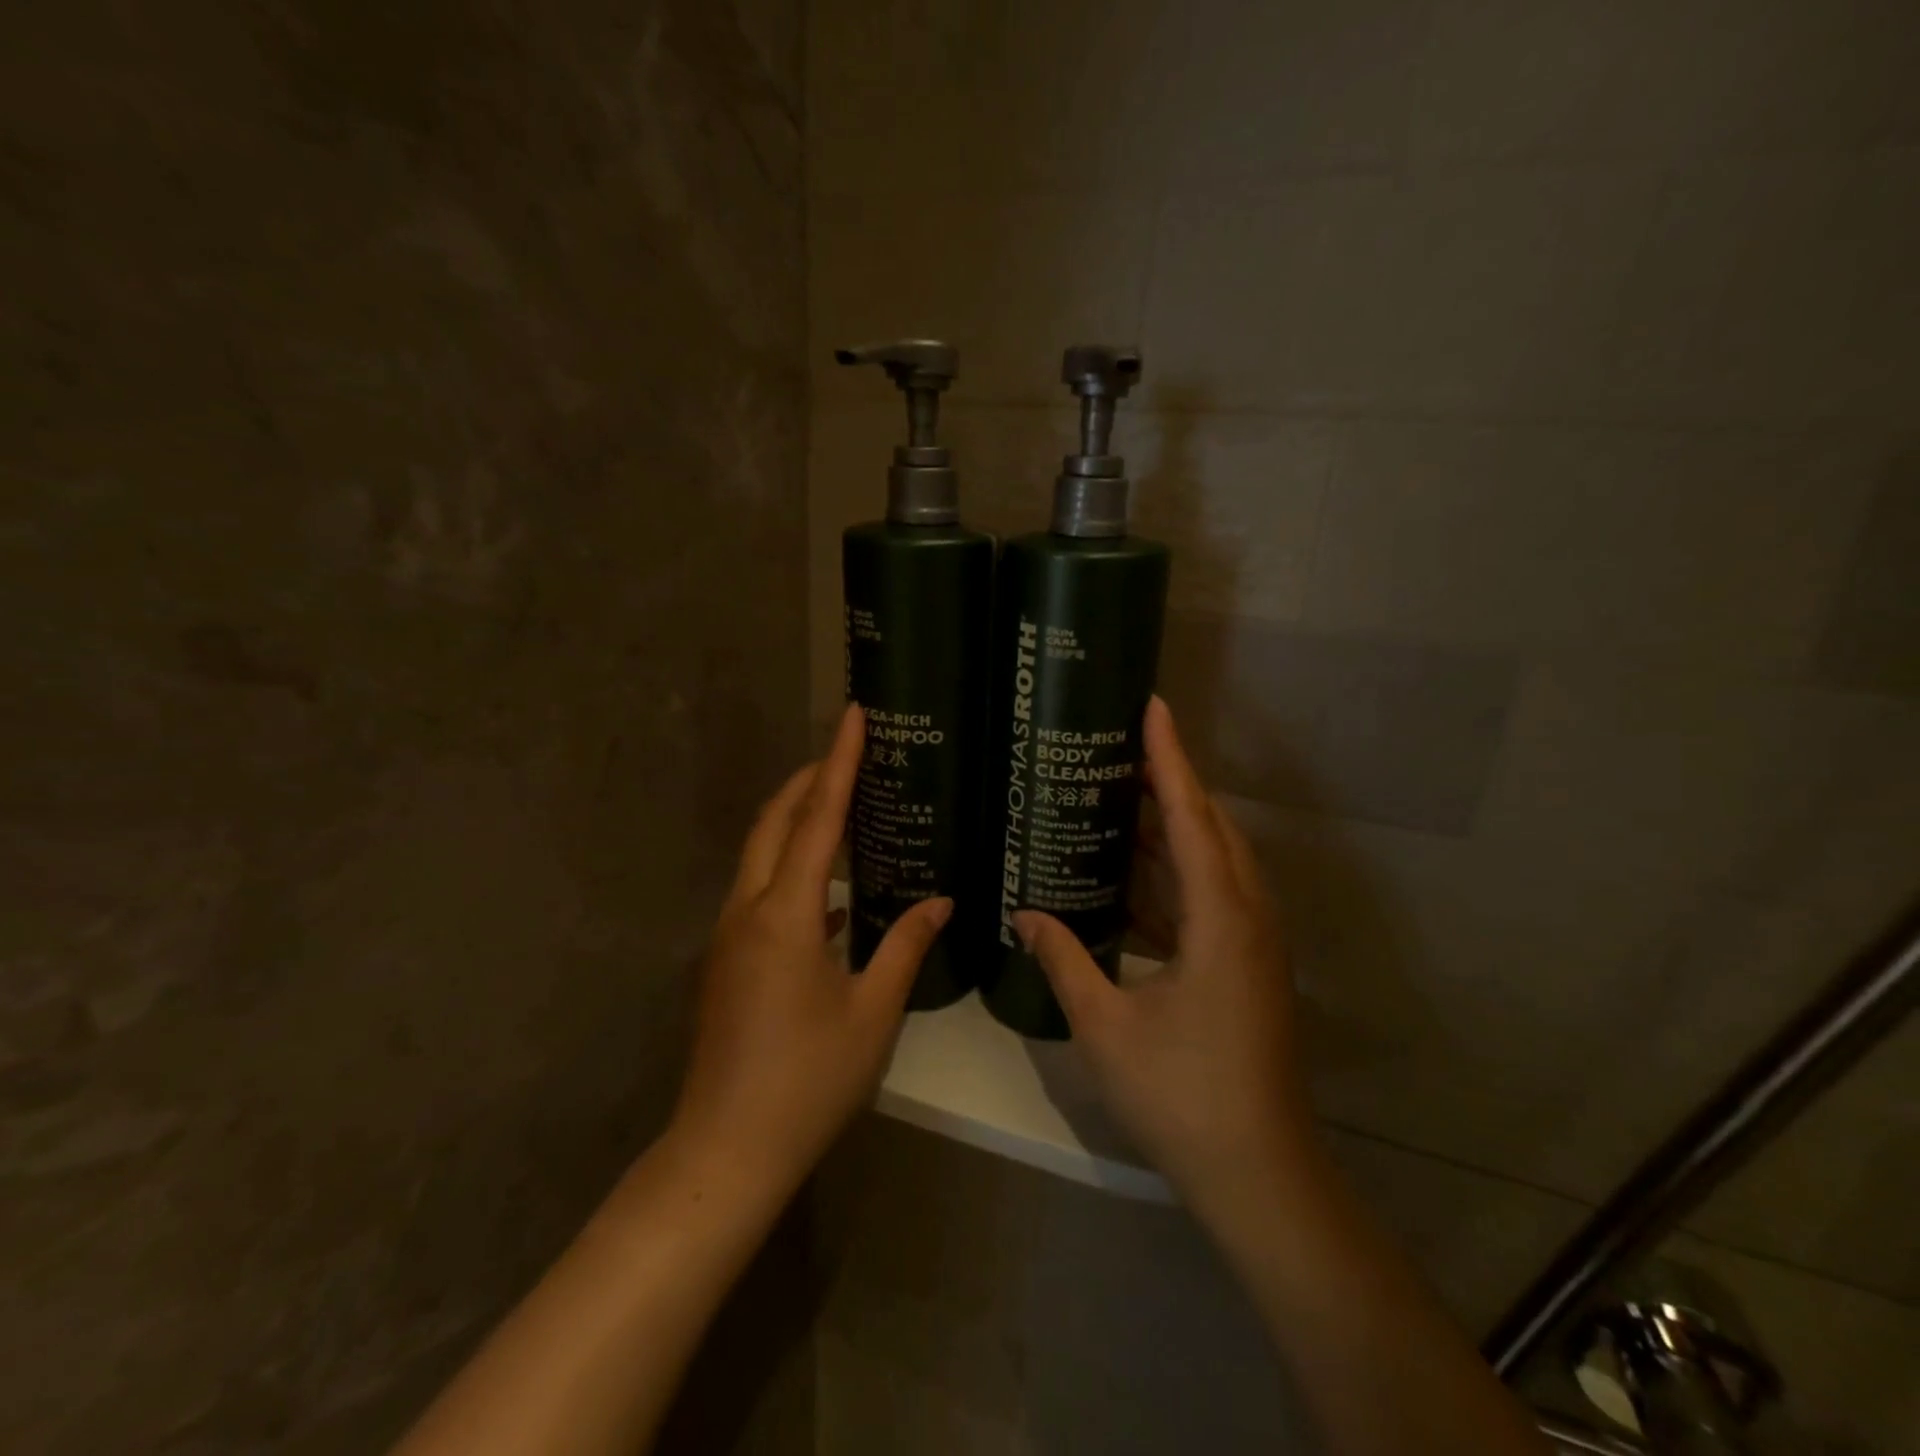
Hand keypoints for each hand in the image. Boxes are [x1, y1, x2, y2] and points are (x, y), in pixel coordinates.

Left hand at [671, 704, 950, 1199]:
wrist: (726, 1150)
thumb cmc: (808, 1080)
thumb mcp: (872, 1012)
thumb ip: (906, 946)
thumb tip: (941, 900)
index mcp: (786, 915)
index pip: (818, 819)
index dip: (838, 762)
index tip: (852, 715)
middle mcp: (748, 911)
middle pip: (774, 823)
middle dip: (808, 780)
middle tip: (848, 753)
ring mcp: (729, 936)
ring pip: (760, 855)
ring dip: (795, 821)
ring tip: (841, 806)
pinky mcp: (726, 961)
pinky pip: (759, 891)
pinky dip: (790, 869)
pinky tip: (829, 892)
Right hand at [1014, 697, 1311, 1215]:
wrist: (1259, 1173)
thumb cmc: (1182, 1094)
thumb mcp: (1107, 1025)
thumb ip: (1064, 960)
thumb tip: (1024, 913)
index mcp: (1221, 919)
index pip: (1193, 817)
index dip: (1169, 759)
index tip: (1152, 708)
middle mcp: (1247, 917)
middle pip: (1210, 829)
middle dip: (1169, 785)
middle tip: (1118, 752)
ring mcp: (1252, 944)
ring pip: (1214, 864)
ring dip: (1172, 831)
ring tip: (1118, 803)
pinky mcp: (1246, 967)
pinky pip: (1211, 898)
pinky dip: (1173, 878)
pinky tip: (1130, 882)